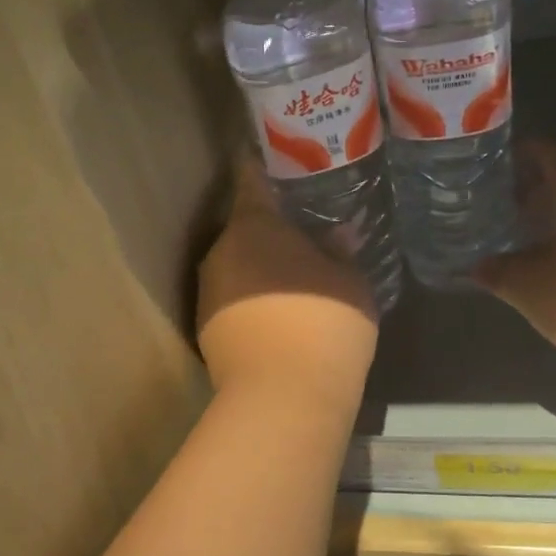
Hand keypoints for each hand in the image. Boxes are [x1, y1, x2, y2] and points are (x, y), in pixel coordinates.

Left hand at [196, 159, 379, 405]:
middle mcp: (220, 251)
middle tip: (304, 231)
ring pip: (237, 266)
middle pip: (244, 227)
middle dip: (270, 228)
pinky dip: (253, 299)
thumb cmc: (323, 321)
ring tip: (295, 276)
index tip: (277, 158)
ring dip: (261, 267)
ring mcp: (208, 292)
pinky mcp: (206, 330)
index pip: (250, 177)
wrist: (282, 397)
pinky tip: (280, 314)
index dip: (263, 164)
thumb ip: (341, 252)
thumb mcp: (350, 281)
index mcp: (253, 225)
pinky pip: (234, 299)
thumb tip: (338, 235)